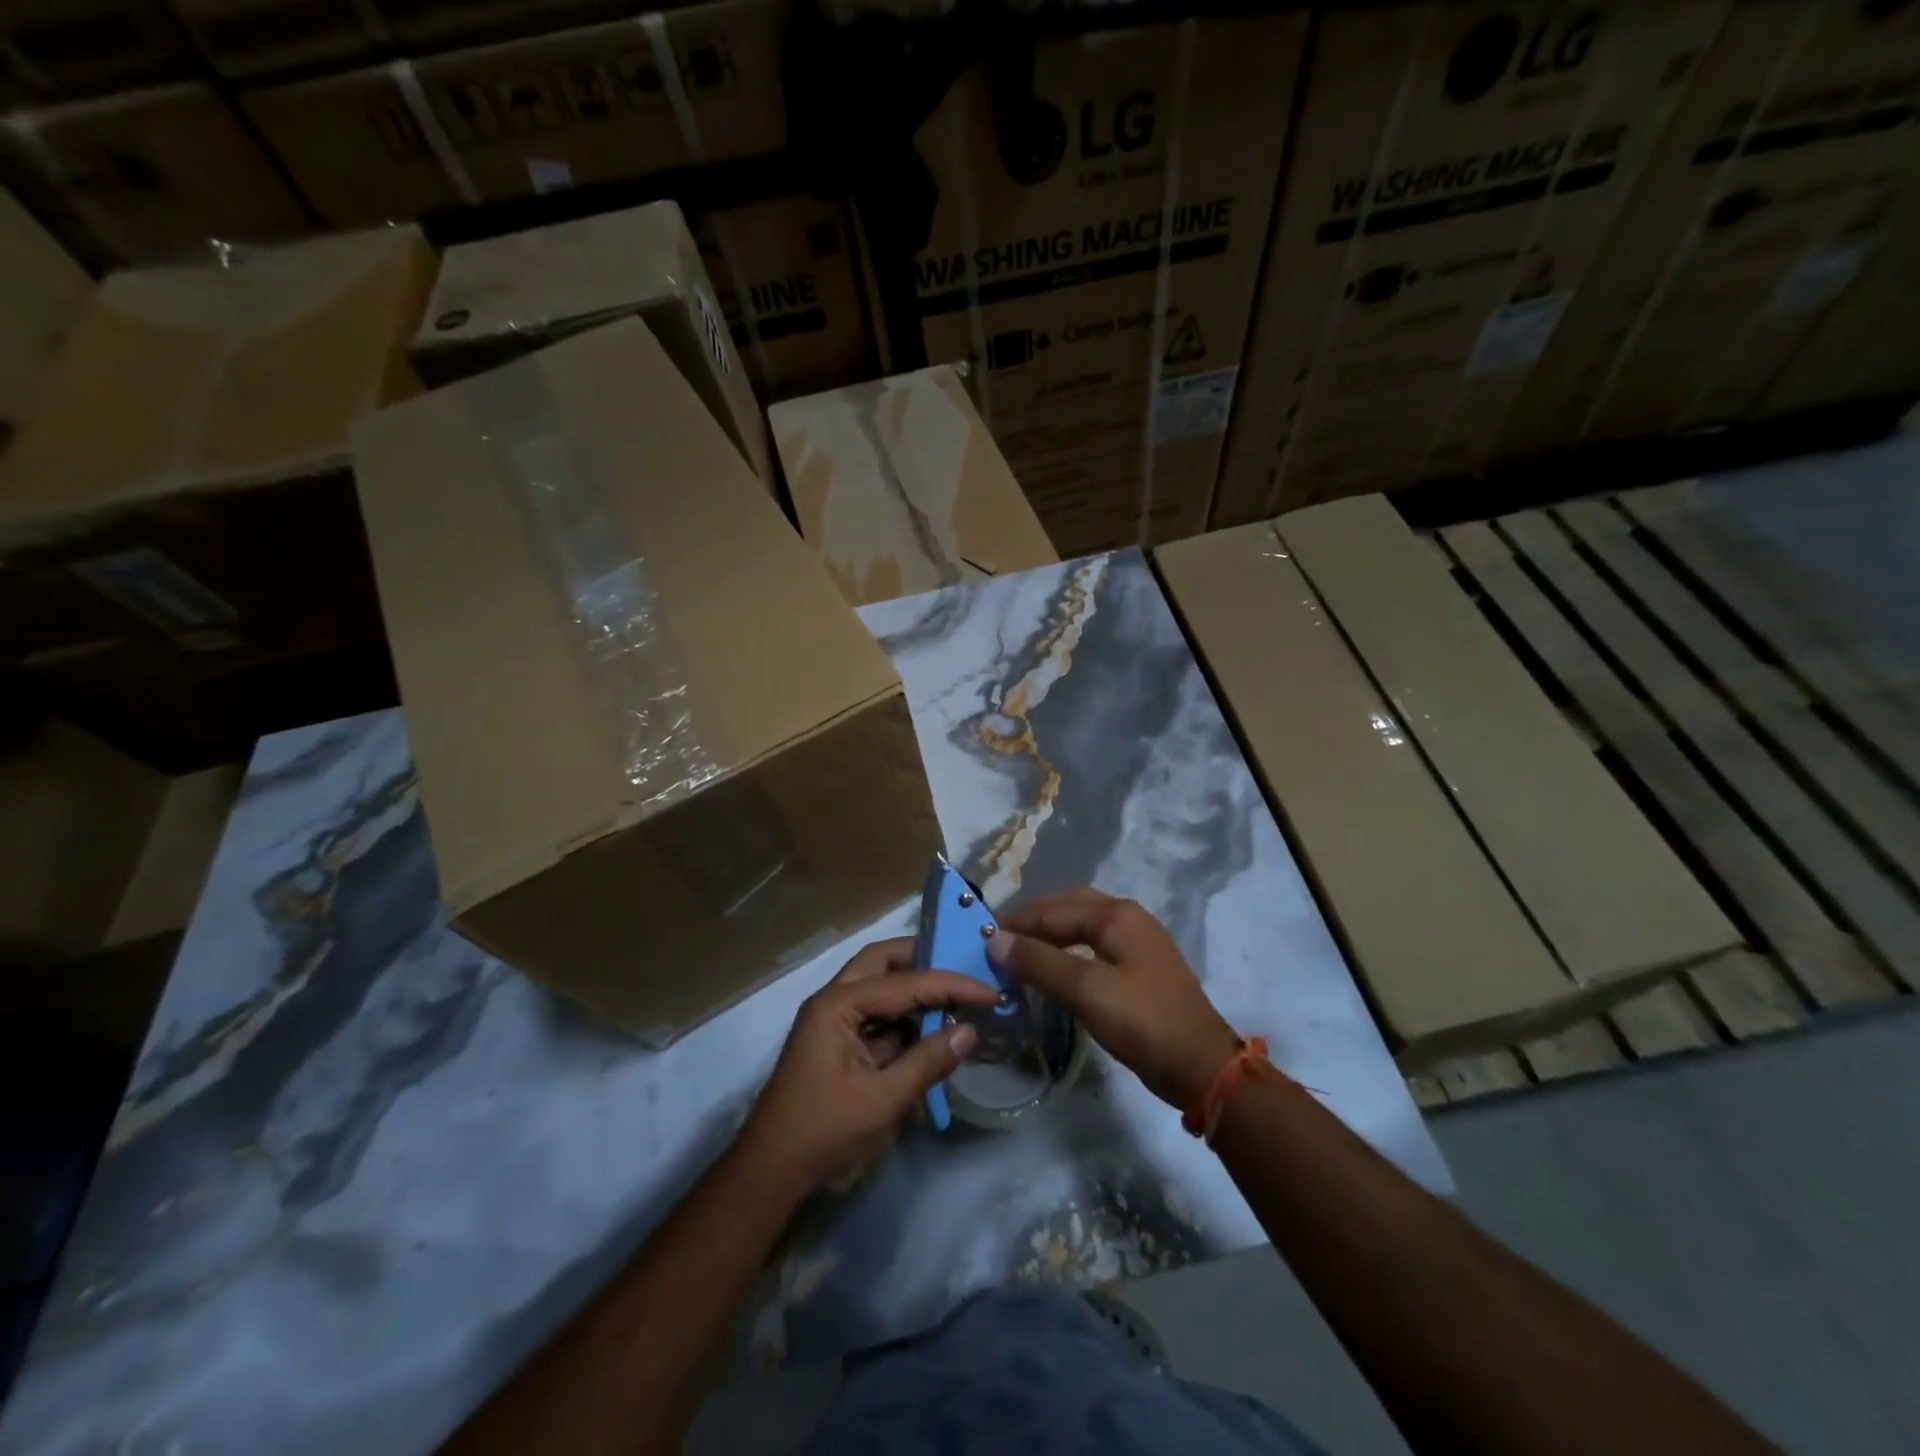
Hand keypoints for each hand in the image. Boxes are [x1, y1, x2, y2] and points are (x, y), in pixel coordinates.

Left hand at [737, 937, 996, 1193]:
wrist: (771, 1171)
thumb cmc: (824, 1131)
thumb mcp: (883, 1100)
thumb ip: (928, 1062)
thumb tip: (971, 1031)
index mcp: (838, 1005)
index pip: (905, 982)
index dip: (950, 985)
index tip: (989, 991)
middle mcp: (833, 1000)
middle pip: (882, 962)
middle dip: (923, 959)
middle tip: (962, 966)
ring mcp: (833, 1020)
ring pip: (878, 985)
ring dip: (914, 989)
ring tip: (956, 995)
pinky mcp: (838, 1041)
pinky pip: (876, 1015)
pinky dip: (904, 1017)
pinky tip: (932, 1027)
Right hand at [990, 888, 1238, 1108]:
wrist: (1201, 1066)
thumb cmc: (1142, 1022)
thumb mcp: (1086, 990)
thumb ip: (1039, 962)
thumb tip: (996, 940)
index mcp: (1116, 914)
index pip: (1053, 910)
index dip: (1017, 923)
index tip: (982, 938)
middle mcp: (1127, 917)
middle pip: (1069, 906)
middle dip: (1033, 919)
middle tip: (1000, 940)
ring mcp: (1138, 941)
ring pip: (1082, 924)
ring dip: (1050, 933)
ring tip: (1020, 952)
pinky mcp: (1140, 967)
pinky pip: (1094, 944)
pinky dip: (1068, 949)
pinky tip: (1055, 968)